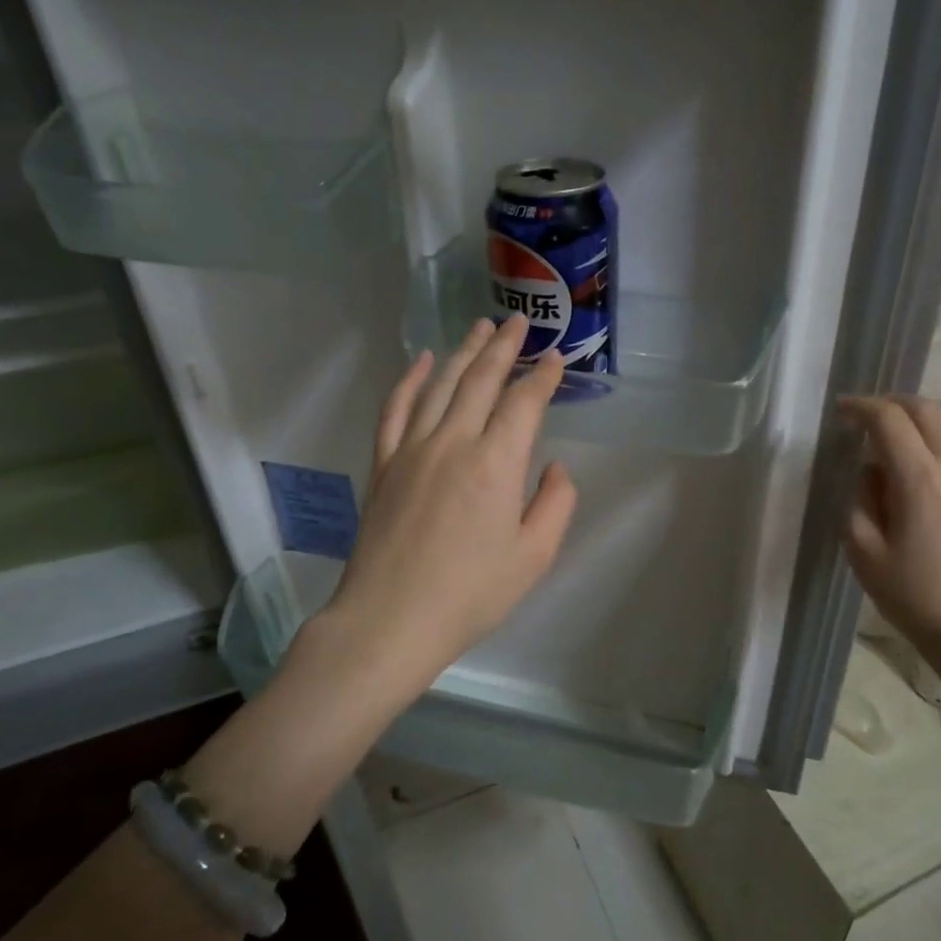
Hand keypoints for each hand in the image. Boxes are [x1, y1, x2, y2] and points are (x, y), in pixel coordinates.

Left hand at [322, 315, 576, 691]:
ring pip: (441, 385)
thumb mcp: (533, 557)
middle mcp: (453, 442)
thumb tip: (554, 467)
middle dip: (504, 346)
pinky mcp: (384, 463)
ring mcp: (412, 448)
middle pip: (481, 380)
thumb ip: (555, 505)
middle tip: (518, 321)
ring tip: (480, 327)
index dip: (543, 377)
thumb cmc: (470, 594)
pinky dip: (410, 379)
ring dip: (464, 352)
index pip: (524, 403)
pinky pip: (396, 408)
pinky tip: (422, 361)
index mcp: (496, 464)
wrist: (390, 619)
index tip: (556, 358)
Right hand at [839, 395, 940, 683]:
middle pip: (924, 407)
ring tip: (907, 428)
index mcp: (920, 481)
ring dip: (927, 410)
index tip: (841, 411)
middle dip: (889, 404)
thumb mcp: (863, 553)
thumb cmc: (916, 597)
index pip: (888, 419)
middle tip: (867, 419)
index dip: (860, 407)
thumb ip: (860, 499)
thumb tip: (872, 470)